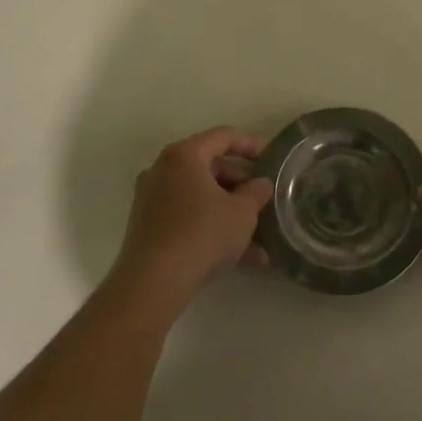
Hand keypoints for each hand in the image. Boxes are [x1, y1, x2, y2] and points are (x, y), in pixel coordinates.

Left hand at [110, 127, 272, 311]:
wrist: (152, 283)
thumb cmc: (202, 234)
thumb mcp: (242, 212)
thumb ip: (256, 192)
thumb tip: (261, 183)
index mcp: (184, 155)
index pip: (223, 136)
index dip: (251, 145)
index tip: (272, 159)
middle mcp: (164, 170)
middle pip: (211, 167)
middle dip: (242, 186)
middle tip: (264, 200)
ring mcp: (153, 199)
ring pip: (201, 198)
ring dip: (231, 214)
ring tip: (261, 240)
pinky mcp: (149, 227)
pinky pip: (189, 218)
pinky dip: (213, 229)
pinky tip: (243, 259)